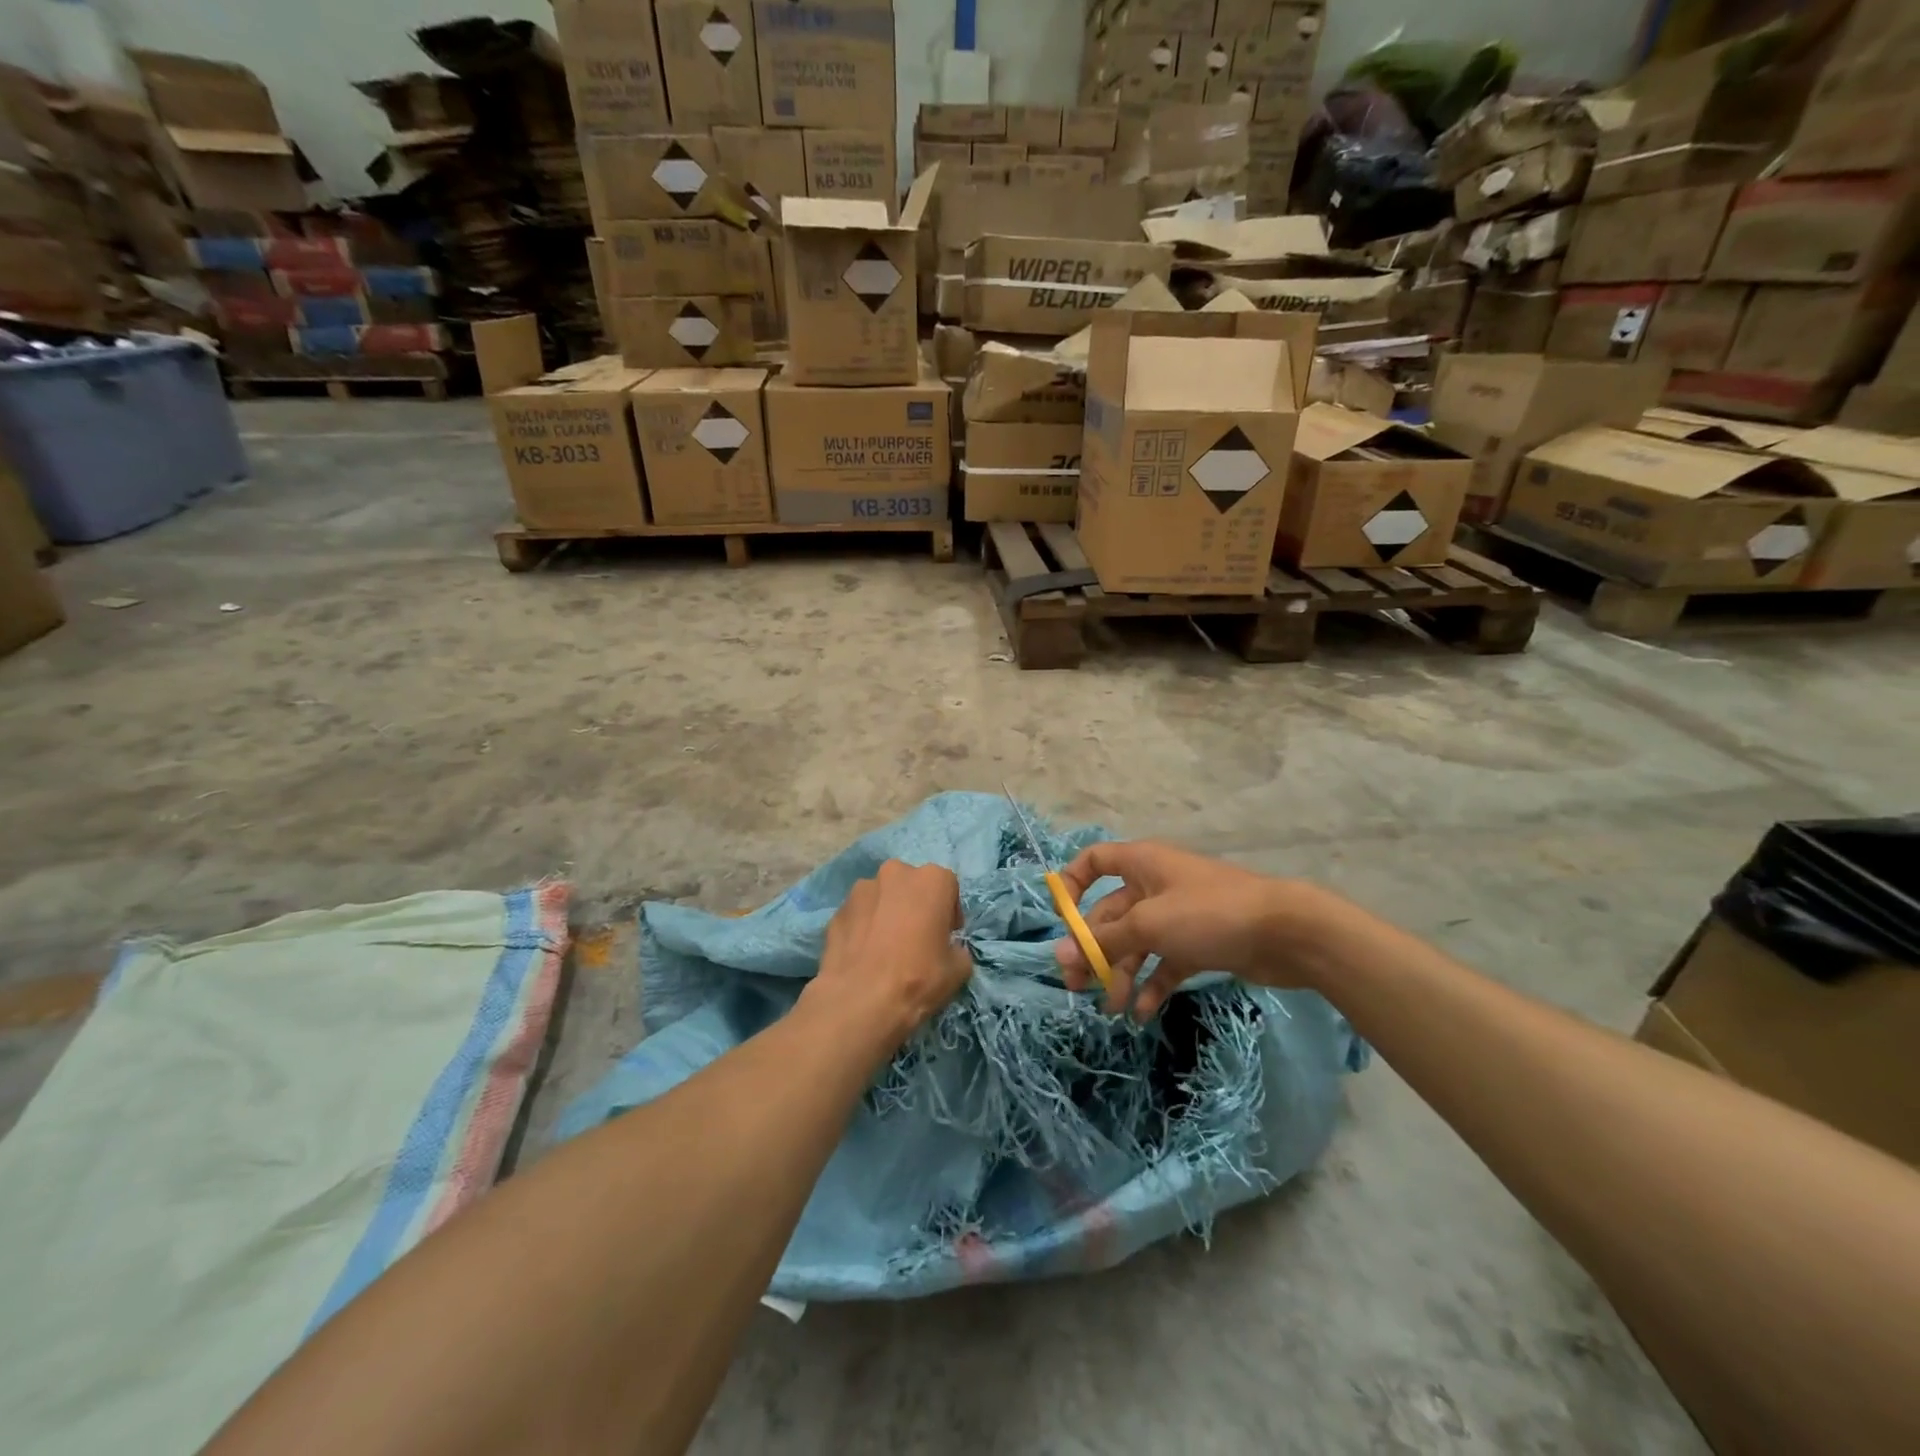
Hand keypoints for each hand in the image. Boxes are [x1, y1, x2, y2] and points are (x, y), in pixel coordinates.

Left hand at [809, 860, 971, 1050]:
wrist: (860, 1001)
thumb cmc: (918, 978)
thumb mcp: (959, 969)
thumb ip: (957, 948)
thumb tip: (949, 949)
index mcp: (931, 880)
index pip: (948, 887)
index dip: (949, 913)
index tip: (945, 936)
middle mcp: (895, 873)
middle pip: (911, 885)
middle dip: (915, 905)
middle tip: (916, 938)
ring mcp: (861, 889)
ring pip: (882, 897)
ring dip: (887, 913)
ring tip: (885, 948)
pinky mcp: (837, 910)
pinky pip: (859, 914)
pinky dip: (863, 927)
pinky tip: (864, 955)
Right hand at [1054, 841, 1318, 1019]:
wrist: (1284, 932)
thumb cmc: (1207, 913)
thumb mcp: (1148, 925)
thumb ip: (1103, 941)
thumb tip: (1060, 956)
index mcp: (1140, 864)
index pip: (1094, 861)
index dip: (1072, 884)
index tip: (1062, 920)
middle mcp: (1154, 885)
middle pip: (1110, 914)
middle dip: (1093, 950)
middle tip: (1076, 987)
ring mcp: (1177, 916)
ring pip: (1135, 944)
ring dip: (1120, 974)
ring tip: (1111, 1010)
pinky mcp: (1197, 944)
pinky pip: (1163, 963)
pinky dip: (1150, 985)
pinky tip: (1141, 1013)